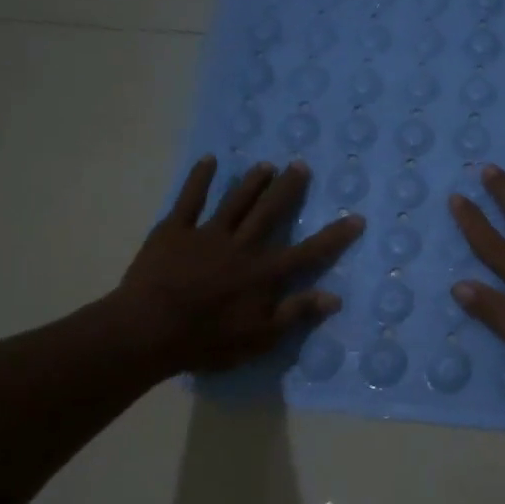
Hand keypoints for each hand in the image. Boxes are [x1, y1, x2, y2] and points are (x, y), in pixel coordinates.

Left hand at [111, 155, 362, 373]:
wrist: (148, 330)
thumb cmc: (206, 341)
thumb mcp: (260, 338)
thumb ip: (296, 314)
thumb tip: (334, 297)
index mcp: (264, 273)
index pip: (308, 252)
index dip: (334, 236)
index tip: (356, 218)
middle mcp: (242, 246)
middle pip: (270, 213)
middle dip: (288, 190)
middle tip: (300, 166)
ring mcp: (207, 235)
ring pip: (236, 201)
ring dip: (252, 182)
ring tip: (266, 166)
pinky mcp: (174, 231)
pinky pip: (190, 200)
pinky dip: (199, 179)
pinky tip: (209, 162)